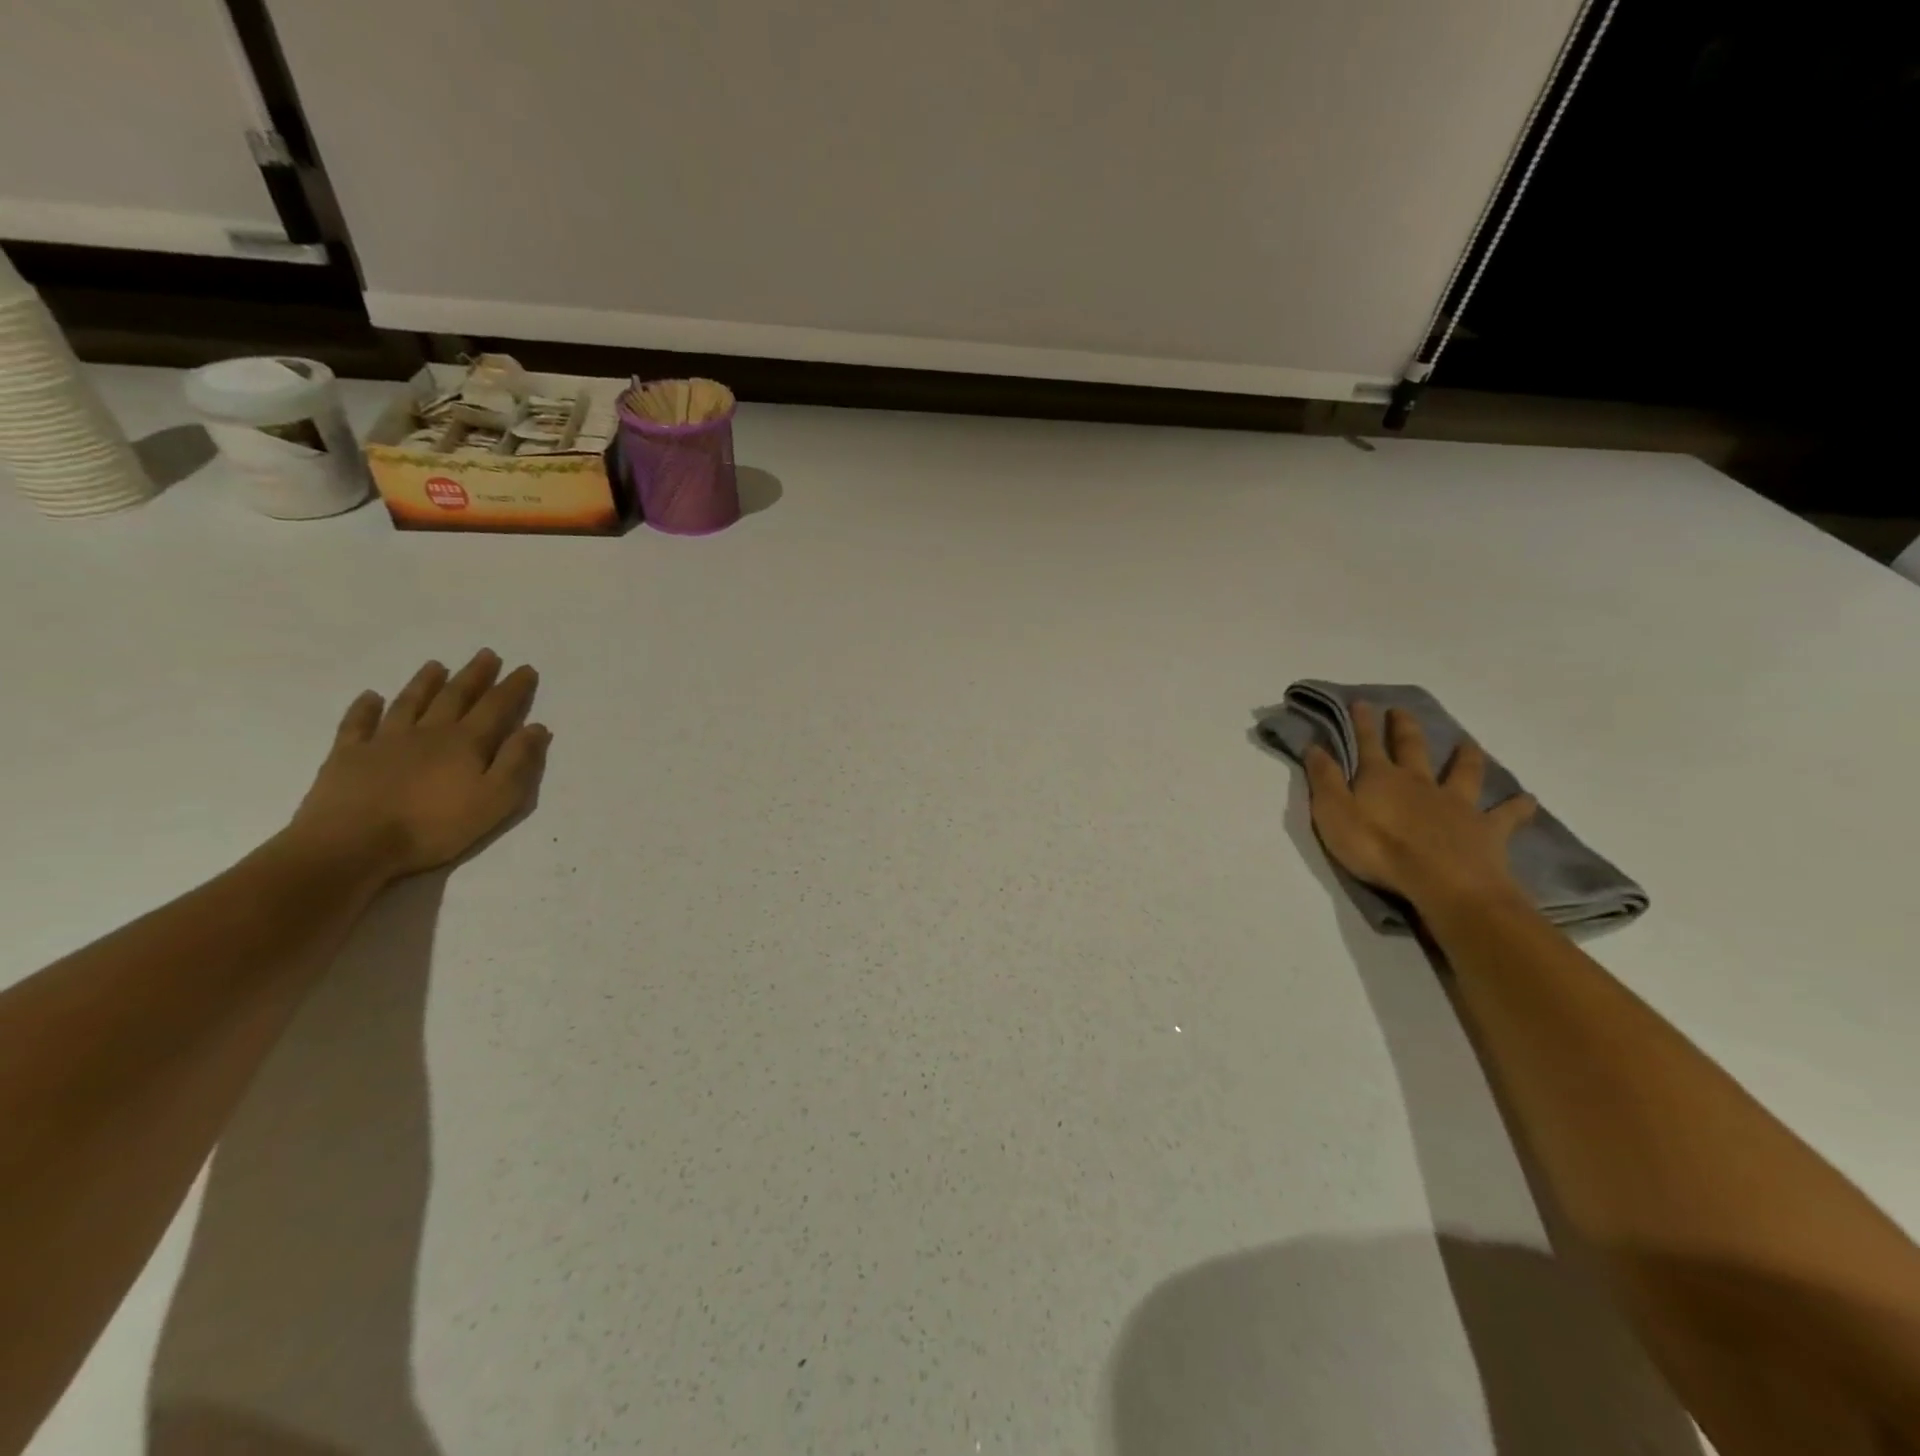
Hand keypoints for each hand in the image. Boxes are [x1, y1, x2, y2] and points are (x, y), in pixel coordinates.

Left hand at [287, 650, 550, 880]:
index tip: (525, 669)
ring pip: (410, 703)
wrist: (353, 844)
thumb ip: (518, 762)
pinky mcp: (349, 756)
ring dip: (425, 683)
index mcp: (466, 743)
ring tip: (436, 665)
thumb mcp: (495, 799)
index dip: (513, 688)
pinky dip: (365, 708)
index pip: (496, 707)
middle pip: (455, 697)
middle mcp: (428, 732)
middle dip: (474, 676)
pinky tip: (370, 697)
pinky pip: (358, 724)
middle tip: (486, 654)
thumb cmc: (434, 826)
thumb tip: (536, 727)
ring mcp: (385, 741)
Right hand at [1304, 702, 1534, 914]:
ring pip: (1462, 772)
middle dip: (1404, 728)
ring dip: (1465, 756)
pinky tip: (1527, 800)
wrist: (1442, 882)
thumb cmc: (1377, 848)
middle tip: (1402, 710)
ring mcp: (1456, 804)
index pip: (1367, 744)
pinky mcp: (1486, 829)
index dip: (1363, 723)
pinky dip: (1517, 806)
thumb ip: (1323, 780)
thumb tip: (1314, 746)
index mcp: (1381, 778)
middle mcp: (1420, 782)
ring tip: (1468, 742)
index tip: (1362, 702)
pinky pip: (1506, 815)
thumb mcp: (1333, 813)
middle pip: (1412, 748)